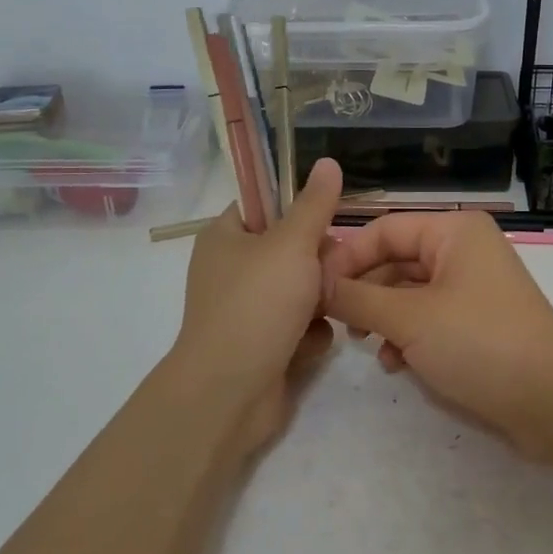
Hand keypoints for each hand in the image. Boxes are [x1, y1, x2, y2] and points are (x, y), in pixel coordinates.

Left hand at [169, 157, 344, 443]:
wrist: (231, 392)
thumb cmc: (257, 305)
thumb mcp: (292, 244)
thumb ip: (315, 205)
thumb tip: (327, 161)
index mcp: (225, 237)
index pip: (266, 206)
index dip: (299, 211)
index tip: (326, 223)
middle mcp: (233, 270)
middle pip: (292, 250)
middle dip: (319, 264)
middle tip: (327, 275)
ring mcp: (247, 310)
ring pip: (302, 290)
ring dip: (320, 301)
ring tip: (323, 312)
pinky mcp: (263, 345)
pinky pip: (300, 326)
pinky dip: (309, 335)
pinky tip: (308, 346)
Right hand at [322, 211, 552, 460]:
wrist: (551, 400)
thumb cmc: (478, 343)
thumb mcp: (409, 319)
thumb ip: (357, 298)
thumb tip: (315, 284)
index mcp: (454, 232)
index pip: (384, 230)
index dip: (346, 257)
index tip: (314, 290)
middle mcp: (464, 250)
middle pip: (395, 260)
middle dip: (364, 291)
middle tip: (337, 322)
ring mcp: (472, 287)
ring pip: (409, 292)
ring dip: (383, 317)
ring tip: (366, 345)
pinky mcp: (477, 322)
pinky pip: (429, 317)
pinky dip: (408, 335)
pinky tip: (395, 364)